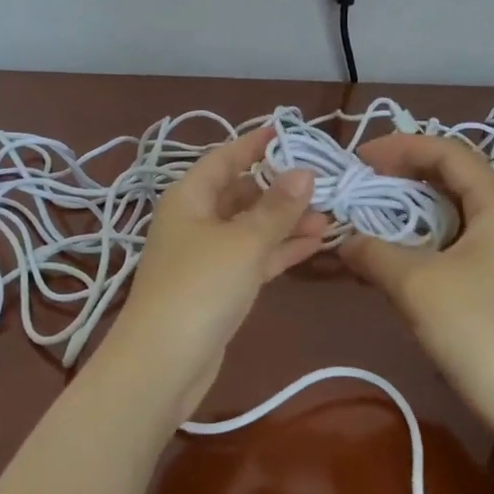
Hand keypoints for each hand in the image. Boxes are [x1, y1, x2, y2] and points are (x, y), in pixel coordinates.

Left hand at [113, 126, 330, 420]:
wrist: (163, 362)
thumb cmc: (200, 287)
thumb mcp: (244, 241)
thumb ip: (277, 207)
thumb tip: (305, 172)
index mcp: (189, 197)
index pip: (225, 158)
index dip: (255, 143)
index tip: (287, 131)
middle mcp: (195, 220)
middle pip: (240, 193)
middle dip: (280, 188)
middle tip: (324, 183)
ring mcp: (205, 256)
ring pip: (251, 228)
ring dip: (286, 222)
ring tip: (330, 215)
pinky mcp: (217, 288)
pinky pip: (253, 257)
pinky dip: (280, 250)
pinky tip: (316, 243)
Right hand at [339, 133, 493, 429]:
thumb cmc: (476, 330)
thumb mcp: (415, 284)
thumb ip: (374, 251)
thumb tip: (344, 239)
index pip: (449, 153)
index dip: (403, 147)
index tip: (361, 159)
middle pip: (454, 177)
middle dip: (405, 173)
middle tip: (364, 182)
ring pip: (453, 210)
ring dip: (412, 206)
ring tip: (374, 212)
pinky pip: (456, 239)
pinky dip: (423, 235)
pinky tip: (398, 252)